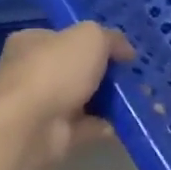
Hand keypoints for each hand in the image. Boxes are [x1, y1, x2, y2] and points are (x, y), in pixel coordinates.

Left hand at [0, 22, 135, 169]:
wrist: (30, 128)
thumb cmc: (55, 71)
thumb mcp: (91, 37)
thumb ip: (112, 38)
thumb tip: (125, 51)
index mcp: (30, 42)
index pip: (64, 36)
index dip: (94, 40)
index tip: (121, 49)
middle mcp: (31, 71)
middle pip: (76, 68)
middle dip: (106, 72)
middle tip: (133, 74)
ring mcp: (40, 105)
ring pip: (83, 97)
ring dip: (110, 98)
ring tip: (140, 96)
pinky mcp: (52, 133)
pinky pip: (87, 125)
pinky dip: (106, 123)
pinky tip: (127, 119)